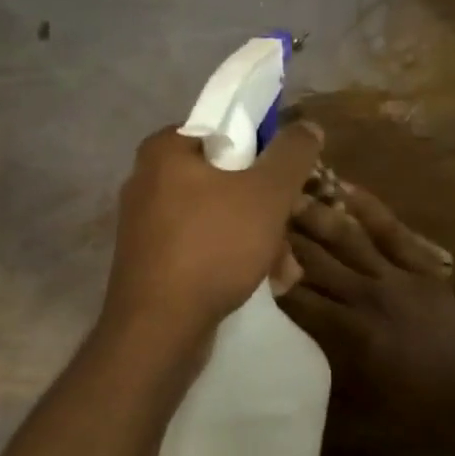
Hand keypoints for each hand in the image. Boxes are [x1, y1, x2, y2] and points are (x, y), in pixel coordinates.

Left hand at [102, 122, 323, 342]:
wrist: (158, 329)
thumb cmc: (212, 247)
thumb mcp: (266, 194)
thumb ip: (291, 154)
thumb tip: (307, 126)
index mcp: (165, 149)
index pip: (225, 129)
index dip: (265, 151)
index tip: (288, 181)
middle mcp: (149, 180)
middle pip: (227, 179)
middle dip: (269, 211)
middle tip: (290, 234)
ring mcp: (147, 224)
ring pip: (220, 218)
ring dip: (260, 241)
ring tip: (283, 272)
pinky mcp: (152, 261)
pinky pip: (203, 247)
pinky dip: (233, 261)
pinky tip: (263, 286)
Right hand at [279, 182, 454, 438]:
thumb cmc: (408, 411)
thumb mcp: (353, 402)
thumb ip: (317, 368)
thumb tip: (281, 350)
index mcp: (347, 332)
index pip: (295, 297)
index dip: (266, 275)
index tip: (241, 254)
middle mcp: (365, 297)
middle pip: (315, 260)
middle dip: (283, 236)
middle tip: (254, 210)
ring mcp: (397, 278)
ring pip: (349, 238)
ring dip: (317, 215)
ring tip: (290, 193)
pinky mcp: (423, 270)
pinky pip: (393, 232)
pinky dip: (370, 209)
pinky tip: (347, 188)